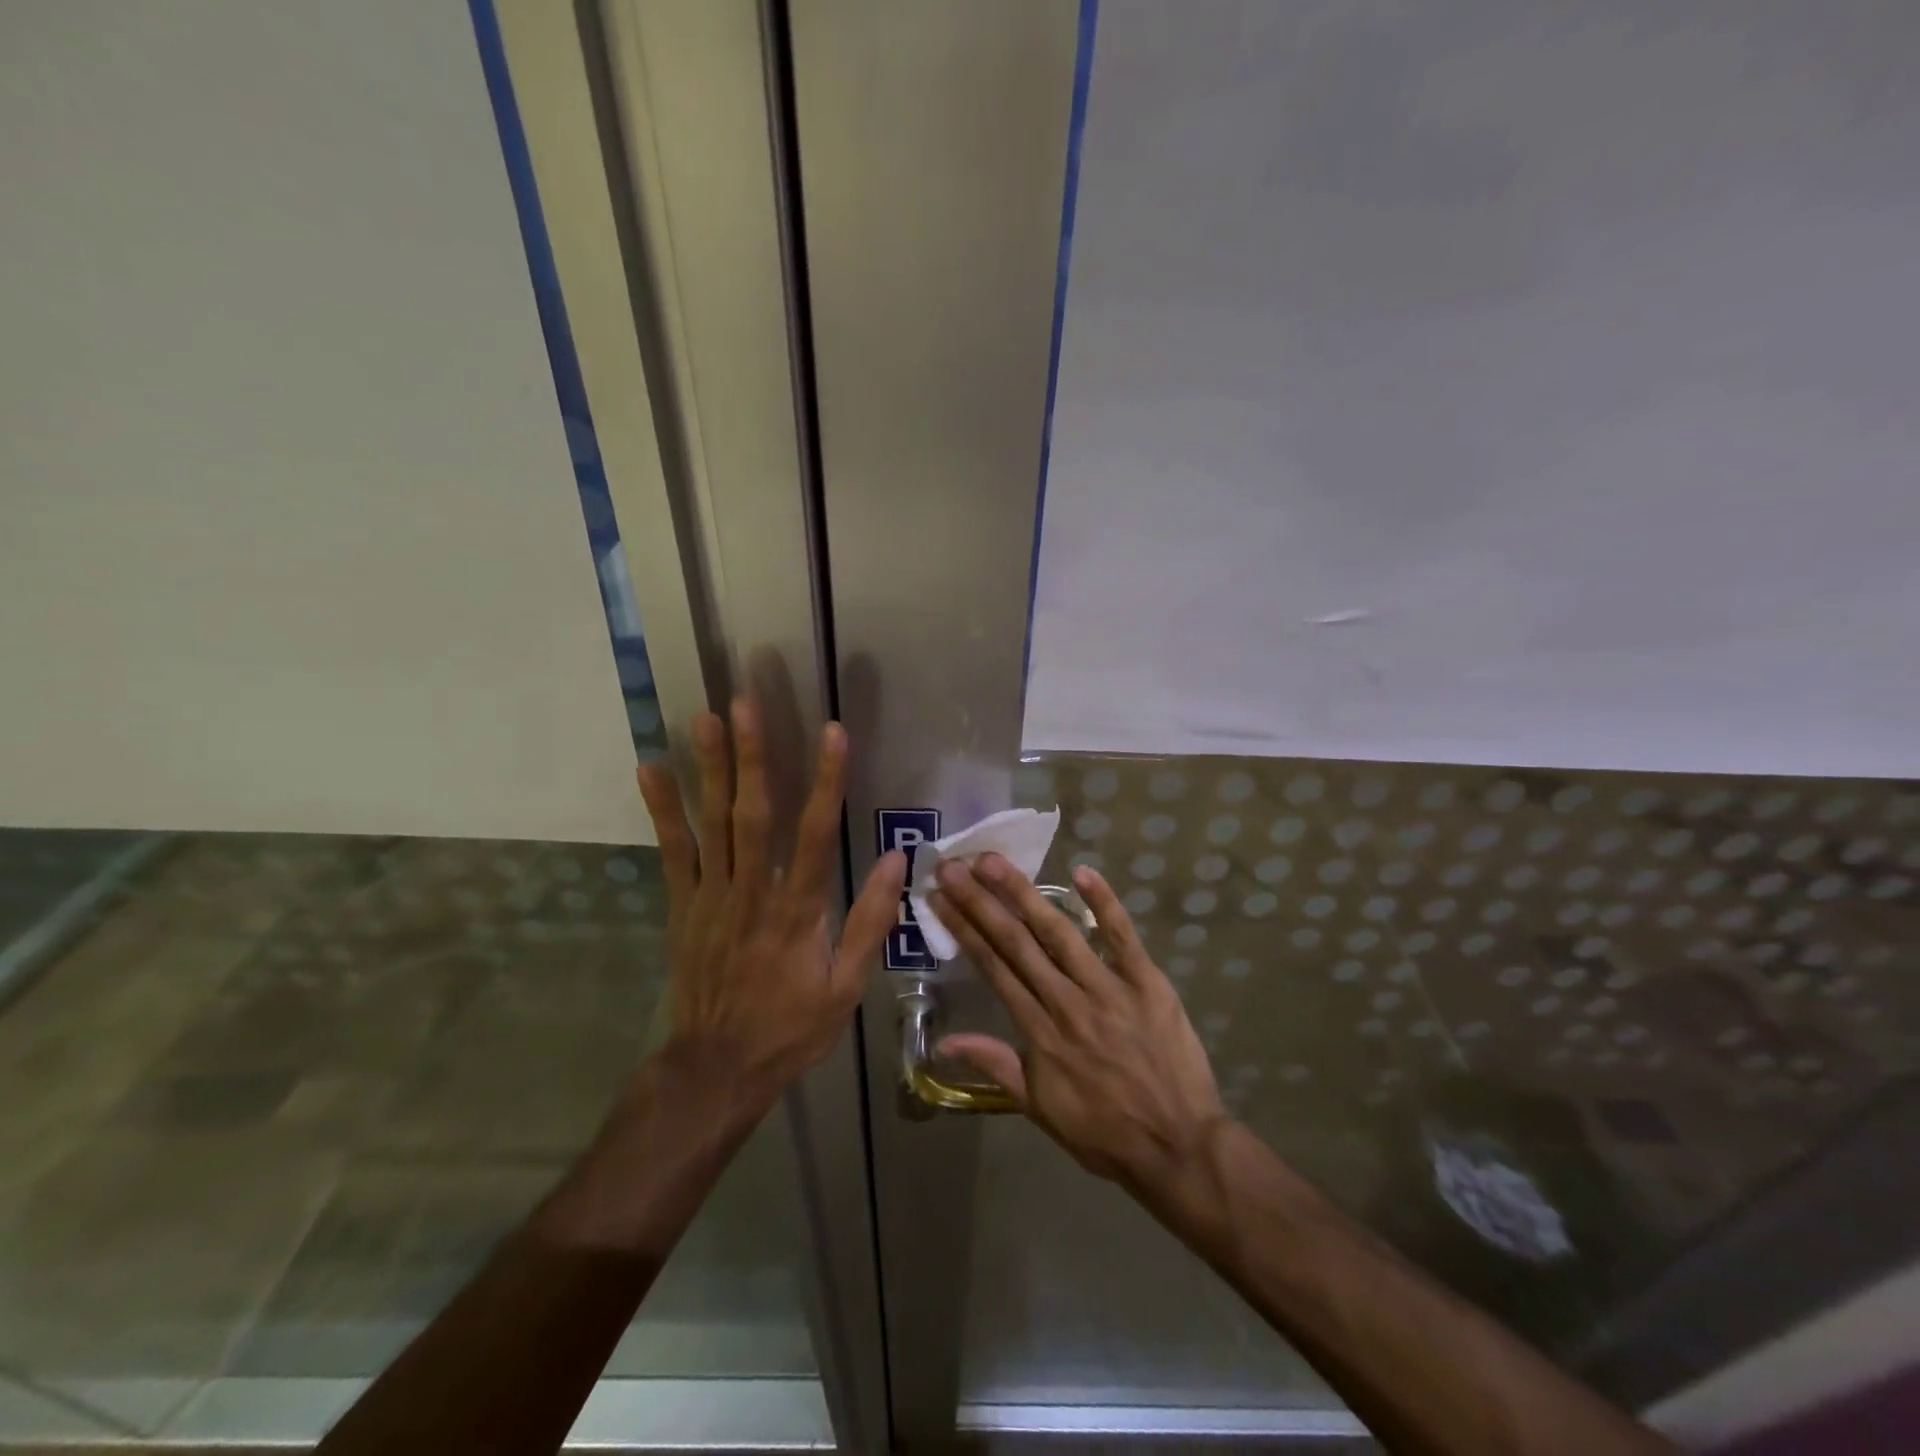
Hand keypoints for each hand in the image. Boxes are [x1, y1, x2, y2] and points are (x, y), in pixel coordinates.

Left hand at [636, 701, 905, 1106]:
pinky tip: (651, 769)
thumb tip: (898, 860)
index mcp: (799, 910)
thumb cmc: (791, 1027)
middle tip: (746, 703)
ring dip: (710, 768)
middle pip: (754, 814)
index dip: (827, 781)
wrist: (717, 1068)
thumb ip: (870, 920)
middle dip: (753, 756)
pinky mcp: (682, 906)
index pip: (817, 834)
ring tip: (704, 718)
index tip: (833, 733)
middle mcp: (753, 892)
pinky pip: (672, 851)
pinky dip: (662, 810)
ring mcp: (711, 896)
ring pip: (713, 823)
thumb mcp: (847, 986)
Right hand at [929, 855, 1227, 1190]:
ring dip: (1024, 894)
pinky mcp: (1147, 982)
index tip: (940, 898)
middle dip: (980, 901)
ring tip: (994, 862)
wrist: (1178, 1147)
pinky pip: (1123, 937)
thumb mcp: (1039, 1107)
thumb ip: (995, 1064)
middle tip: (953, 867)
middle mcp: (1066, 1001)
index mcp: (1038, 1031)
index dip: (964, 930)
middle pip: (1016, 942)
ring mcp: (1108, 988)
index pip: (993, 967)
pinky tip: (1082, 872)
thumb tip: (944, 1042)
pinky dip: (1104, 903)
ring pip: (1059, 932)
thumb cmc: (1104, 1132)